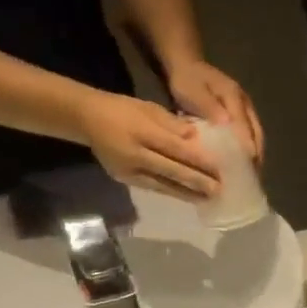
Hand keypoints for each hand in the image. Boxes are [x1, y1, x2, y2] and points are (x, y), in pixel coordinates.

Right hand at [79, 91, 219, 200]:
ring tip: (209, 199)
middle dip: (197, 181)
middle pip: (171, 170)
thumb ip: (172, 124)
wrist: (86, 118)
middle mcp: (134, 153)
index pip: (175, 148)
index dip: (198, 160)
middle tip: (219, 190)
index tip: (219, 168)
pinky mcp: (125, 179)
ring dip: (188, 193)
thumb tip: (197, 138)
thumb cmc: (123, 110)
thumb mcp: (149, 108)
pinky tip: (189, 197)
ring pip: (163, 184)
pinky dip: (173, 192)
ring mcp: (128, 170)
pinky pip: (154, 188)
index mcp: (141, 130)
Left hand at [166, 59, 263, 165]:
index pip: (244, 124)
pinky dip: (248, 149)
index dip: (247, 144)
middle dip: (256, 154)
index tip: (248, 163)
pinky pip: (248, 135)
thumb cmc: (187, 80)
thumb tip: (228, 124)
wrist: (186, 65)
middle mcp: (245, 104)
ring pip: (255, 135)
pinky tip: (243, 163)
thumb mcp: (193, 91)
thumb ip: (209, 106)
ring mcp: (245, 110)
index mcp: (234, 96)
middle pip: (256, 132)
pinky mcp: (240, 116)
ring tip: (251, 174)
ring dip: (254, 154)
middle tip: (252, 176)